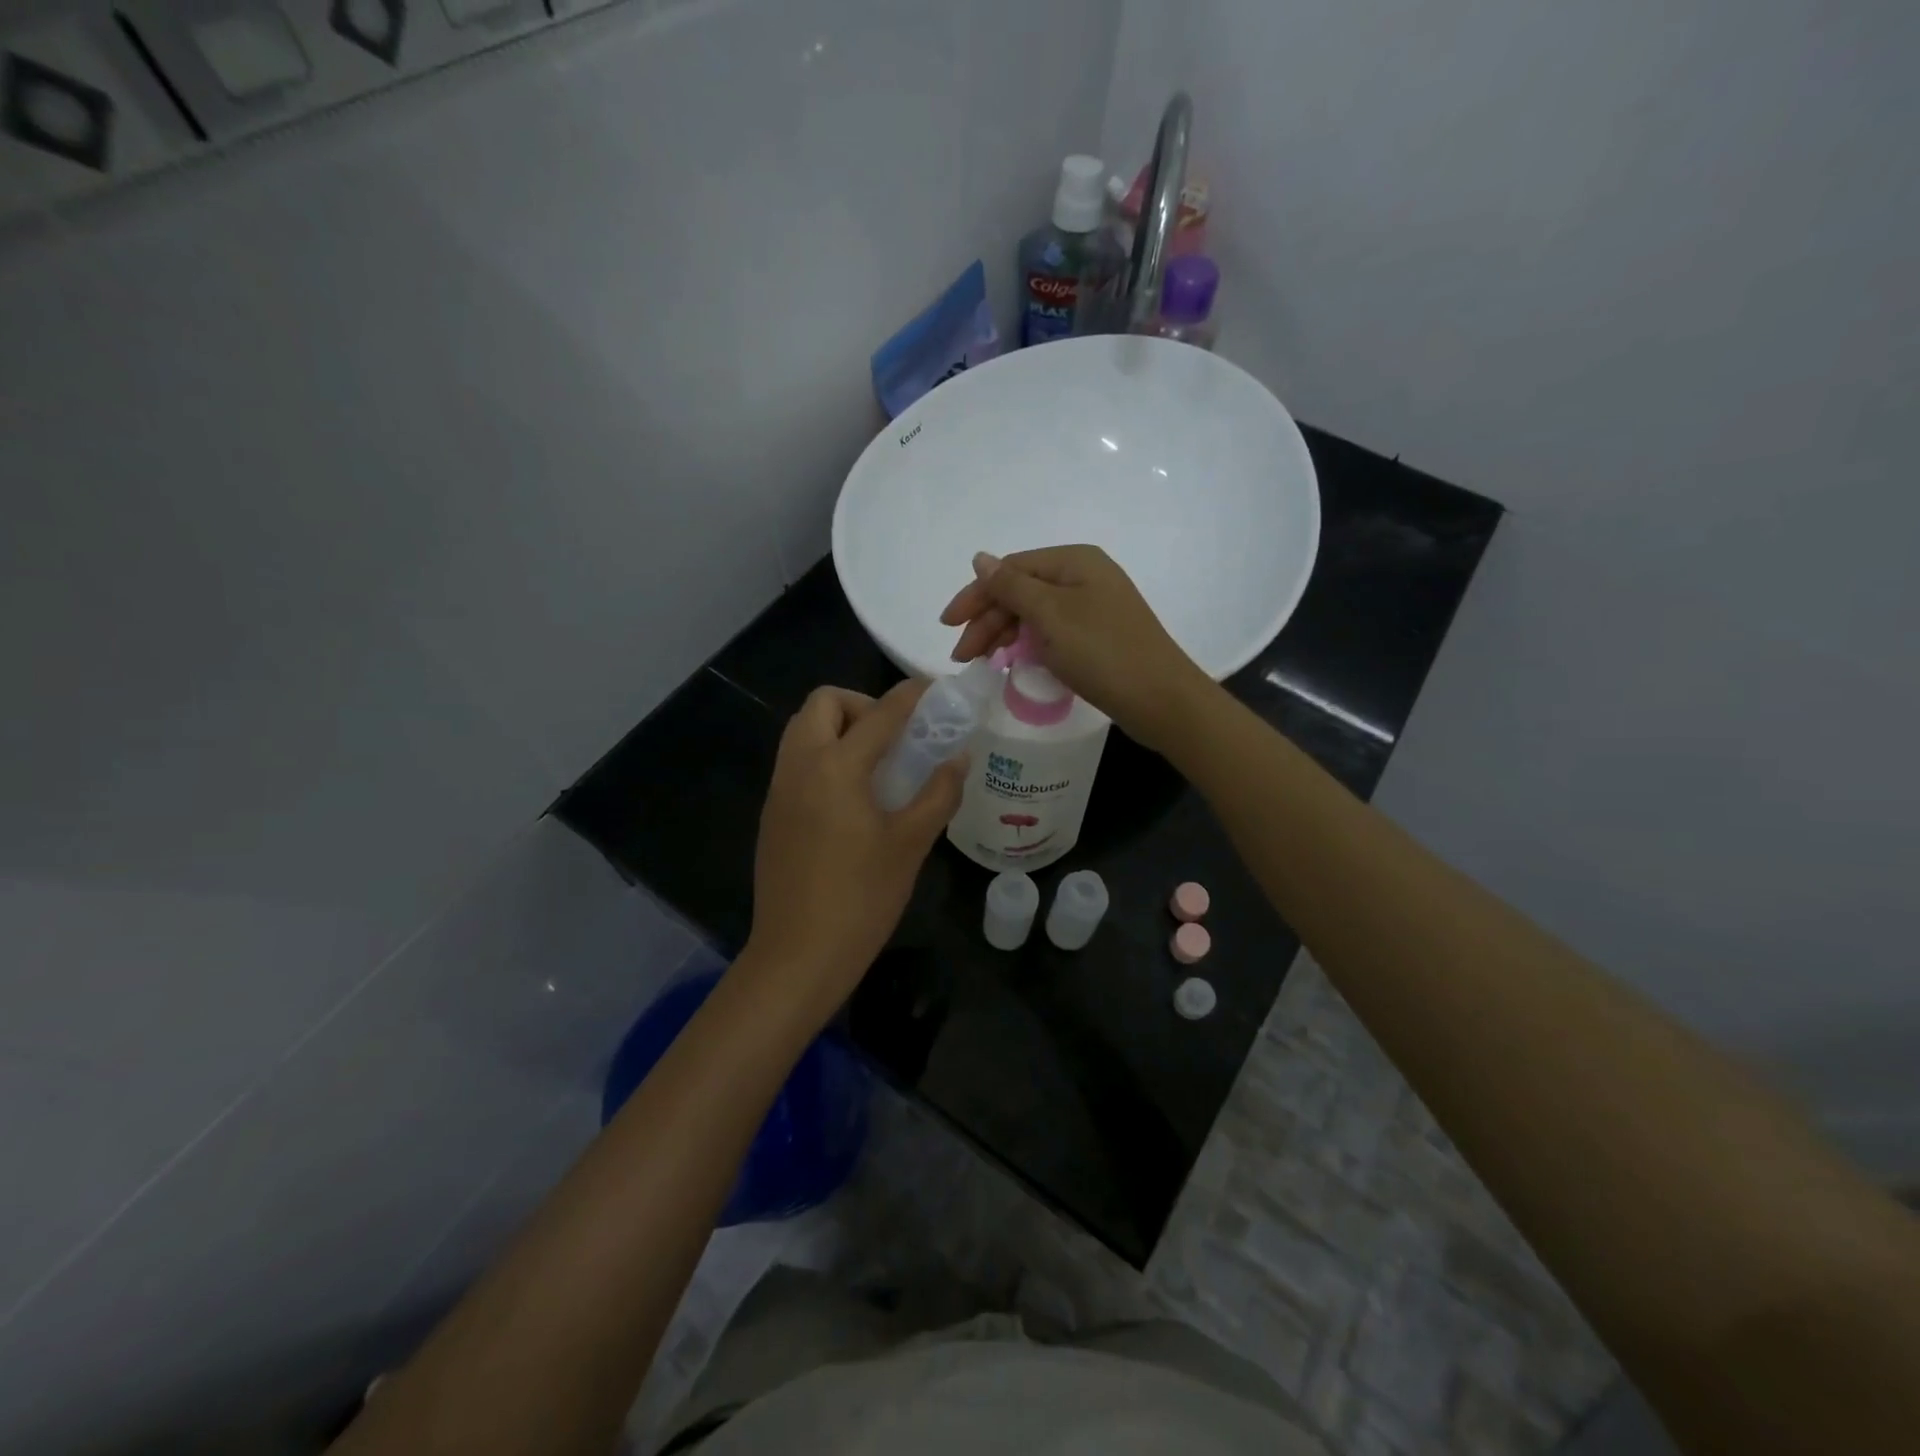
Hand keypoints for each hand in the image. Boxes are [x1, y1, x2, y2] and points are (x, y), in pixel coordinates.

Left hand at [743, 681, 964, 1018]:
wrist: (798, 956)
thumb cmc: (861, 898)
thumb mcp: (910, 844)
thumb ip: (938, 794)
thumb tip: (958, 758)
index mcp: (835, 767)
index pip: (880, 713)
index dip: (912, 695)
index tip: (936, 690)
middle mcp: (799, 766)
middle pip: (823, 703)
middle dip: (862, 705)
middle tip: (896, 737)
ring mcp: (779, 789)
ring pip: (803, 730)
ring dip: (839, 728)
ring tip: (878, 765)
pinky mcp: (772, 813)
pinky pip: (796, 761)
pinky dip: (824, 755)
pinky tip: (852, 797)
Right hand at [940, 545, 1209, 753]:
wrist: (1161, 699)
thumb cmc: (1102, 652)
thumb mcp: (1051, 615)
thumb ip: (1011, 587)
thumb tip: (979, 558)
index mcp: (1074, 561)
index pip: (1010, 570)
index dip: (976, 595)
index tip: (948, 626)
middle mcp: (1083, 577)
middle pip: (1021, 591)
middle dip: (987, 621)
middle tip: (963, 657)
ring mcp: (1092, 607)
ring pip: (1034, 614)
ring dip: (1004, 635)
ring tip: (982, 663)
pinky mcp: (1097, 636)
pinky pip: (1051, 632)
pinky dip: (1027, 645)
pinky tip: (1012, 663)